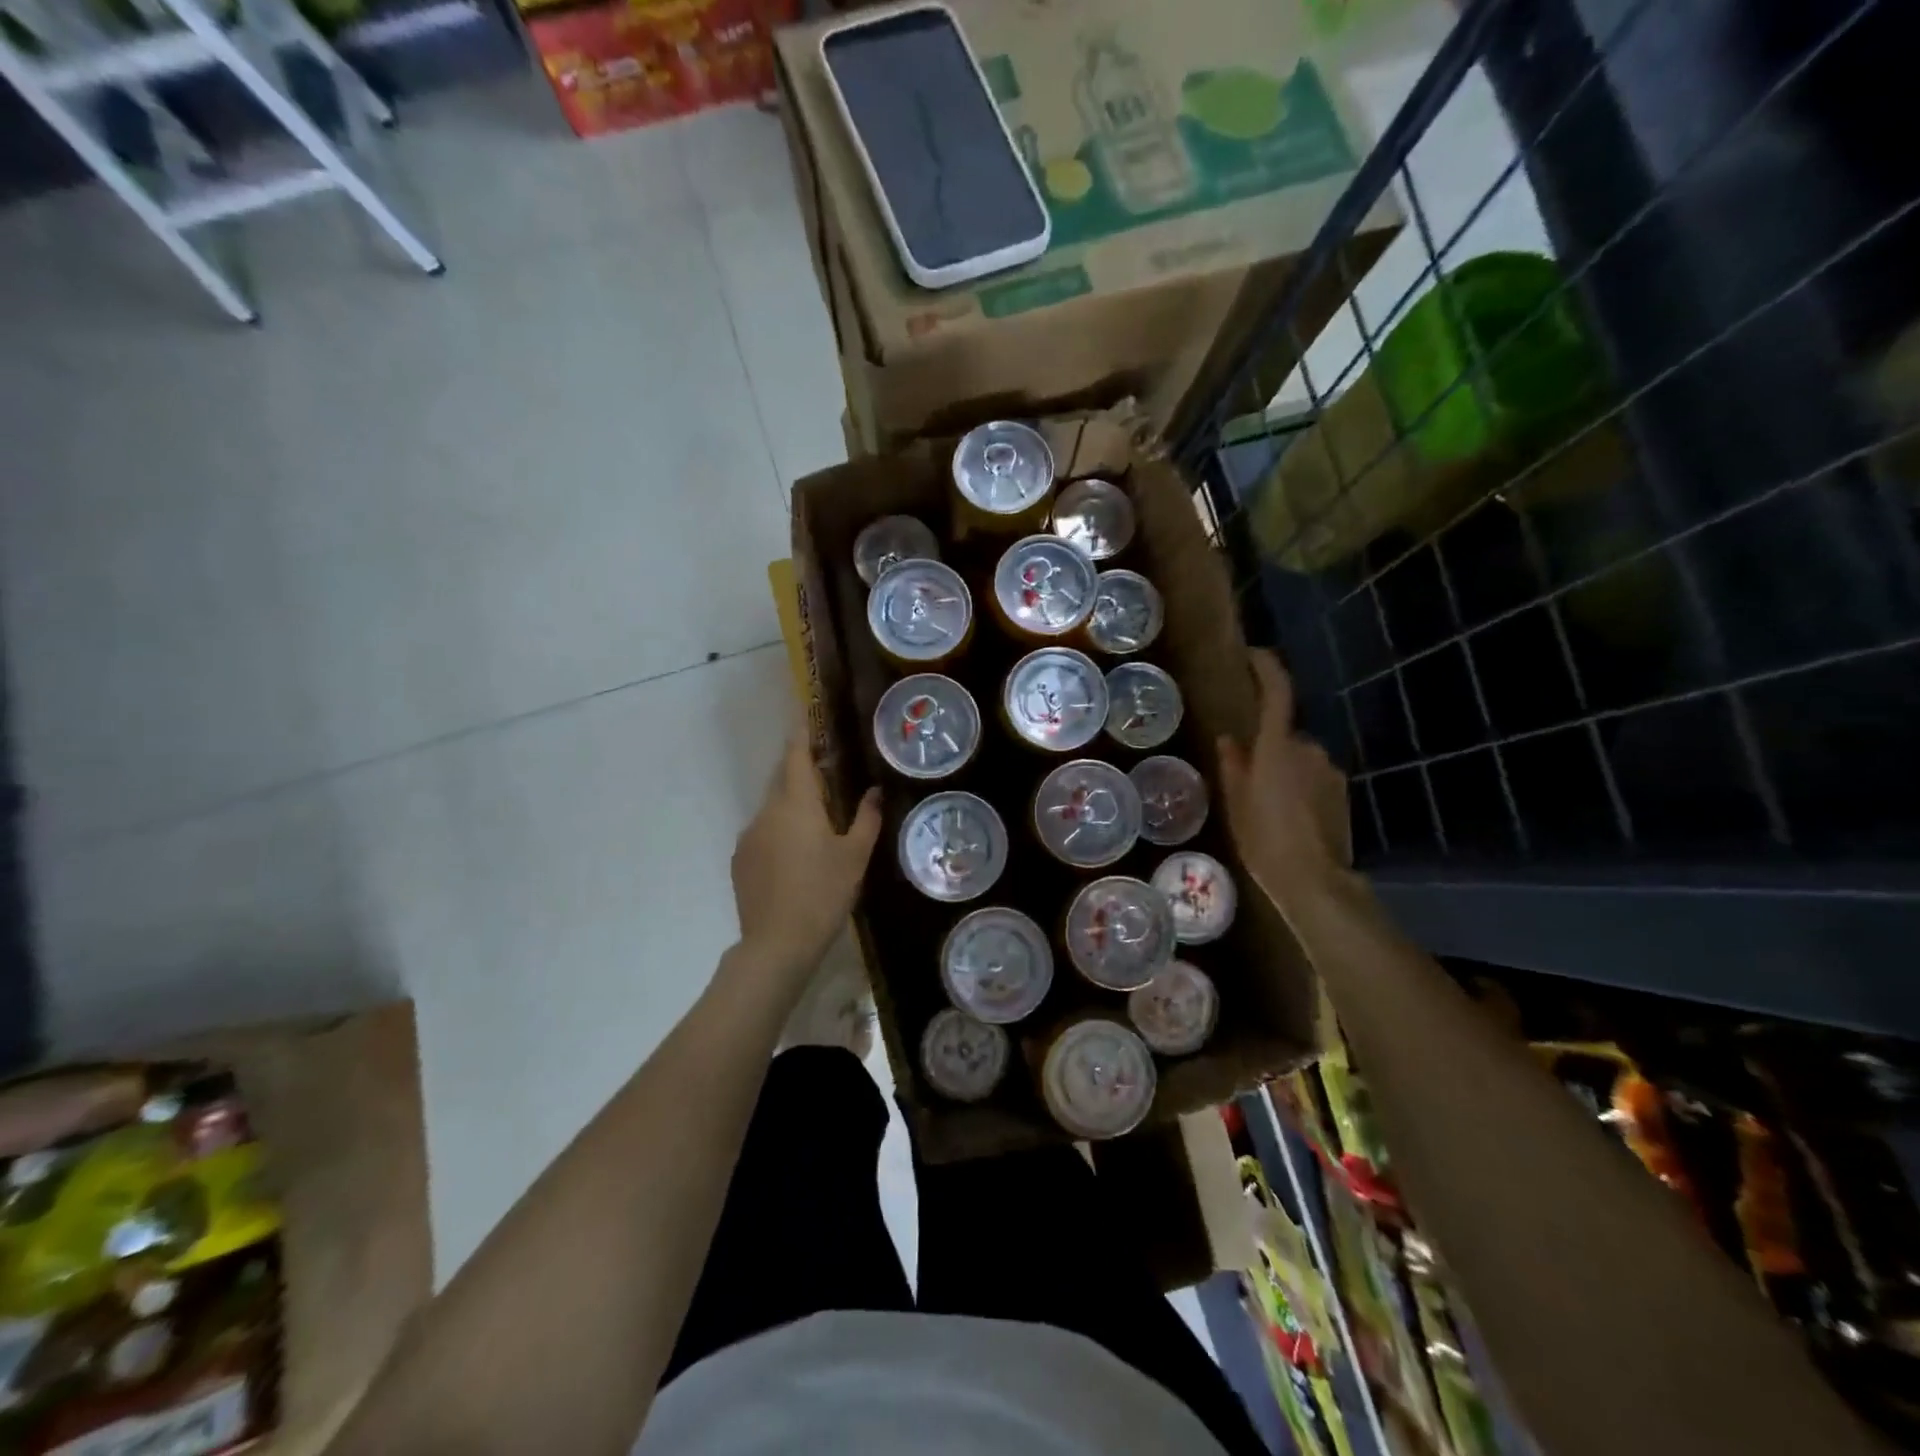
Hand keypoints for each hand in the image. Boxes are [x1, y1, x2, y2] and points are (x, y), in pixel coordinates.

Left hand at [731, 729, 882, 985]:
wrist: (776, 944)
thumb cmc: (823, 894)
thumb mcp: (855, 857)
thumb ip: (866, 819)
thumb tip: (873, 791)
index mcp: (797, 804)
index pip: (796, 755)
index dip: (802, 734)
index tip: (807, 715)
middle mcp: (767, 811)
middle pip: (783, 779)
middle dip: (802, 771)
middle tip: (828, 774)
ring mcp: (749, 835)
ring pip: (773, 807)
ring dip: (792, 806)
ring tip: (818, 825)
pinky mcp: (740, 859)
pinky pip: (763, 832)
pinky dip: (780, 831)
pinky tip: (796, 858)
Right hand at [1217, 650, 1351, 914]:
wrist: (1314, 879)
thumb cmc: (1264, 838)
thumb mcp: (1237, 802)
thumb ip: (1233, 764)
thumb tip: (1230, 739)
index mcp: (1277, 746)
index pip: (1277, 692)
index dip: (1267, 668)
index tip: (1253, 656)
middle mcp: (1309, 748)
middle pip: (1285, 733)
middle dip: (1268, 746)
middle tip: (1247, 776)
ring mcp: (1330, 770)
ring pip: (1300, 757)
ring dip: (1285, 769)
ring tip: (1268, 805)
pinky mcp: (1342, 791)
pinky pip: (1315, 776)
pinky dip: (1301, 787)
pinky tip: (1289, 817)